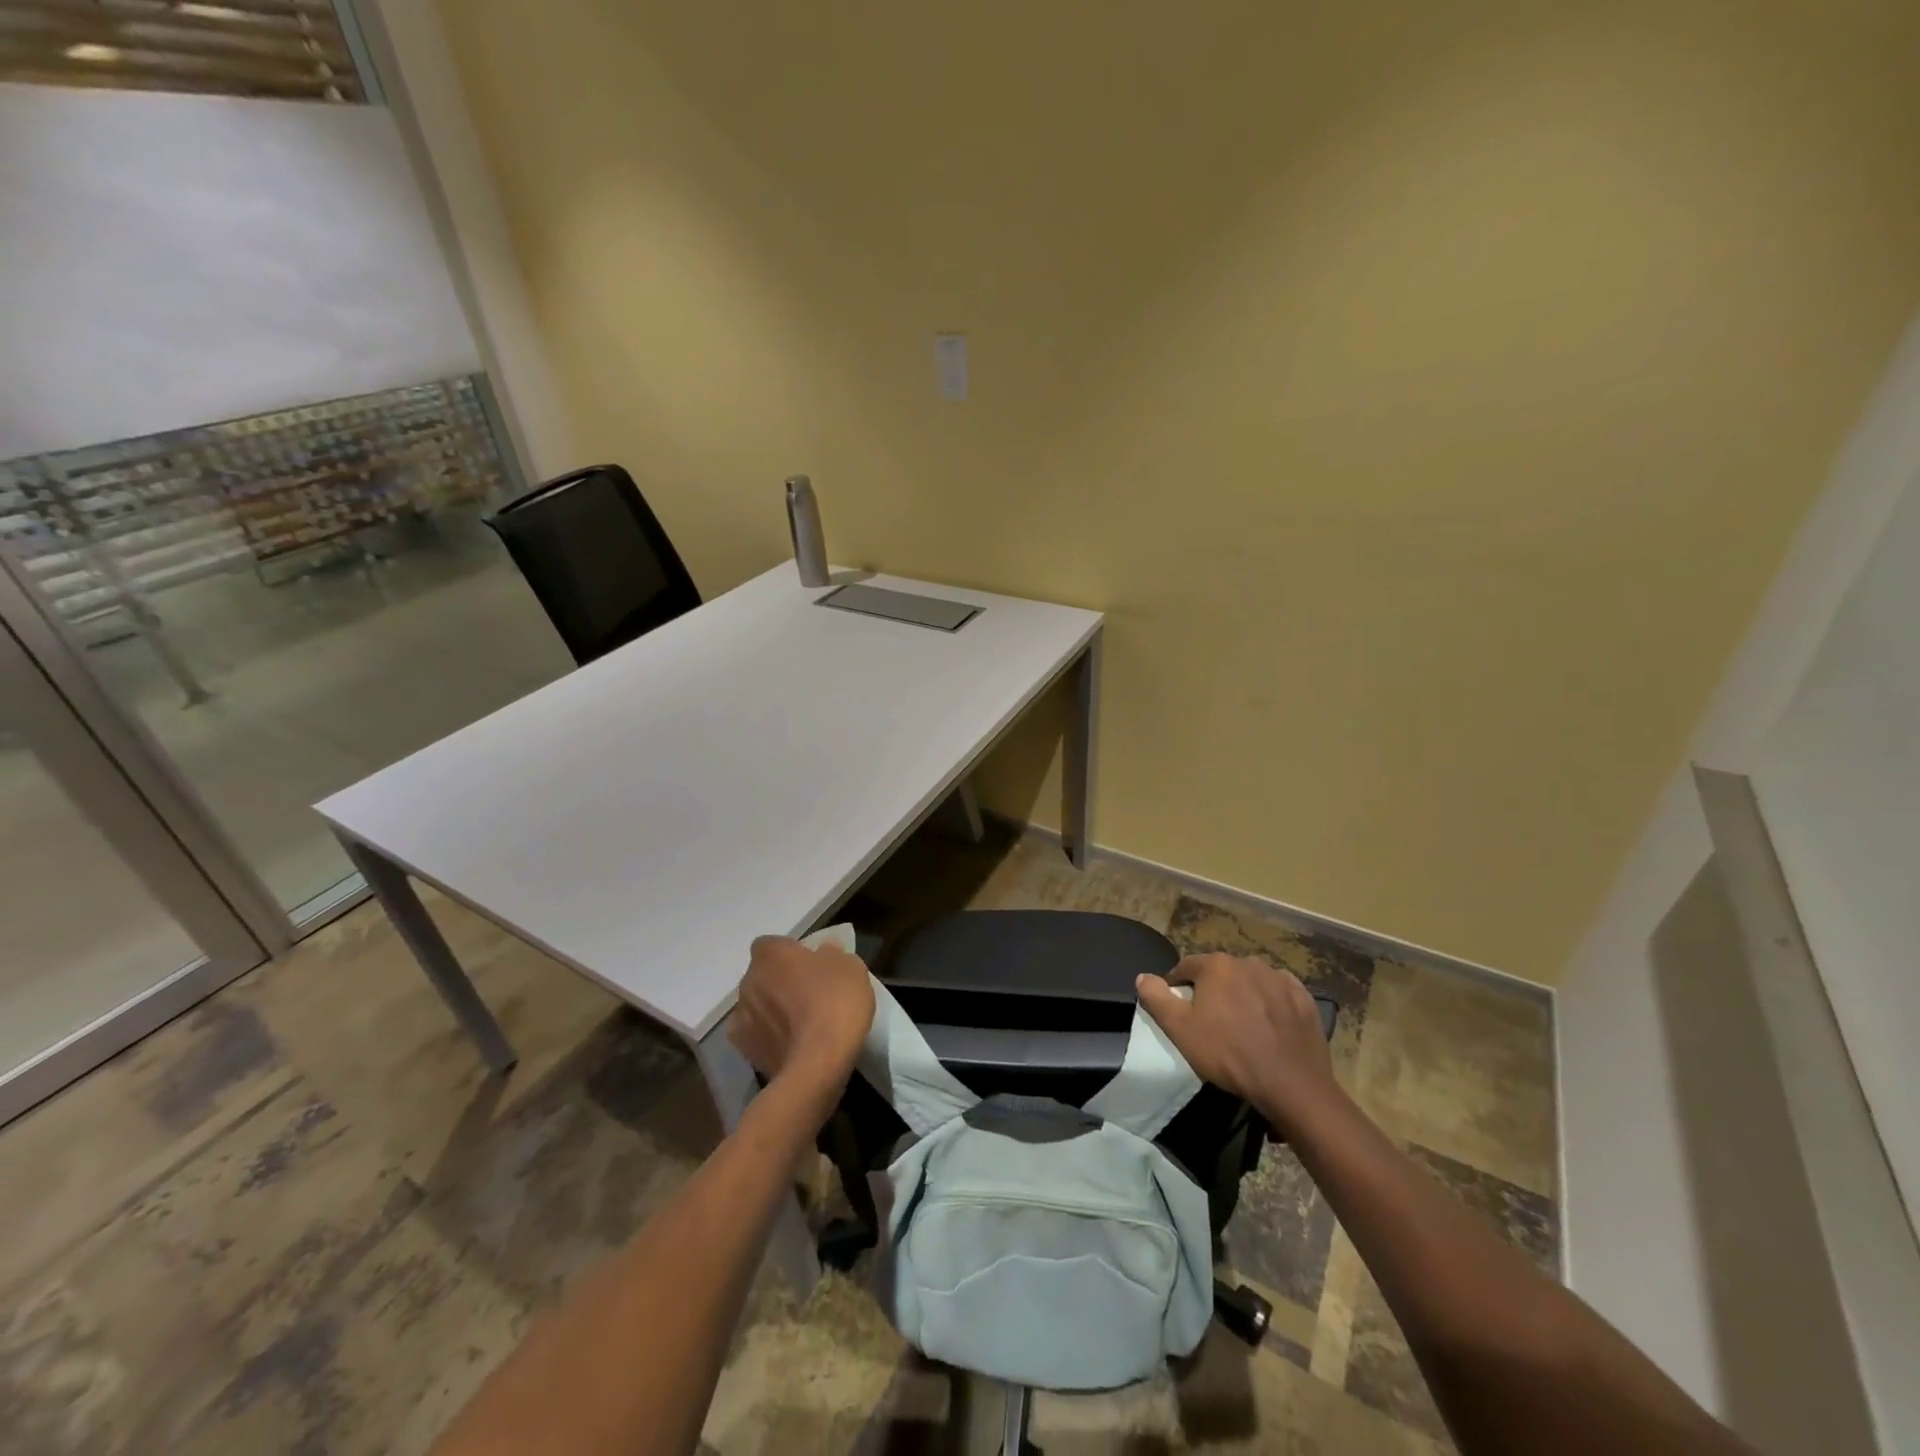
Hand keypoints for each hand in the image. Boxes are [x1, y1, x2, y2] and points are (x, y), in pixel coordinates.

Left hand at [730, 935, 874, 1097]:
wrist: (818, 1063)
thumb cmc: (835, 1002)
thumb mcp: (850, 966)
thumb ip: (832, 954)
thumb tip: (823, 954)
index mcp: (770, 954)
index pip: (772, 945)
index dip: (790, 954)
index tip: (811, 966)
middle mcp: (748, 981)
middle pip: (762, 975)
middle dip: (779, 982)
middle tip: (808, 994)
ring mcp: (742, 1017)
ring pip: (757, 1005)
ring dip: (772, 1010)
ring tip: (800, 1025)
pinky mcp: (744, 1051)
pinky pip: (756, 1035)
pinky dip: (769, 1037)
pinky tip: (790, 1045)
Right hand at [1136, 953, 1339, 1132]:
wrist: (1291, 1085)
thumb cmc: (1228, 1054)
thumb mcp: (1180, 1030)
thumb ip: (1157, 998)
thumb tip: (1143, 977)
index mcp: (1217, 965)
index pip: (1186, 967)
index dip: (1177, 987)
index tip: (1178, 1009)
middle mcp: (1248, 962)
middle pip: (1220, 973)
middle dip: (1212, 991)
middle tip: (1210, 1021)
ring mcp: (1280, 978)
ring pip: (1250, 981)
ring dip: (1242, 996)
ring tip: (1241, 1026)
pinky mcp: (1304, 998)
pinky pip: (1278, 994)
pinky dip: (1270, 1004)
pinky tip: (1269, 1027)